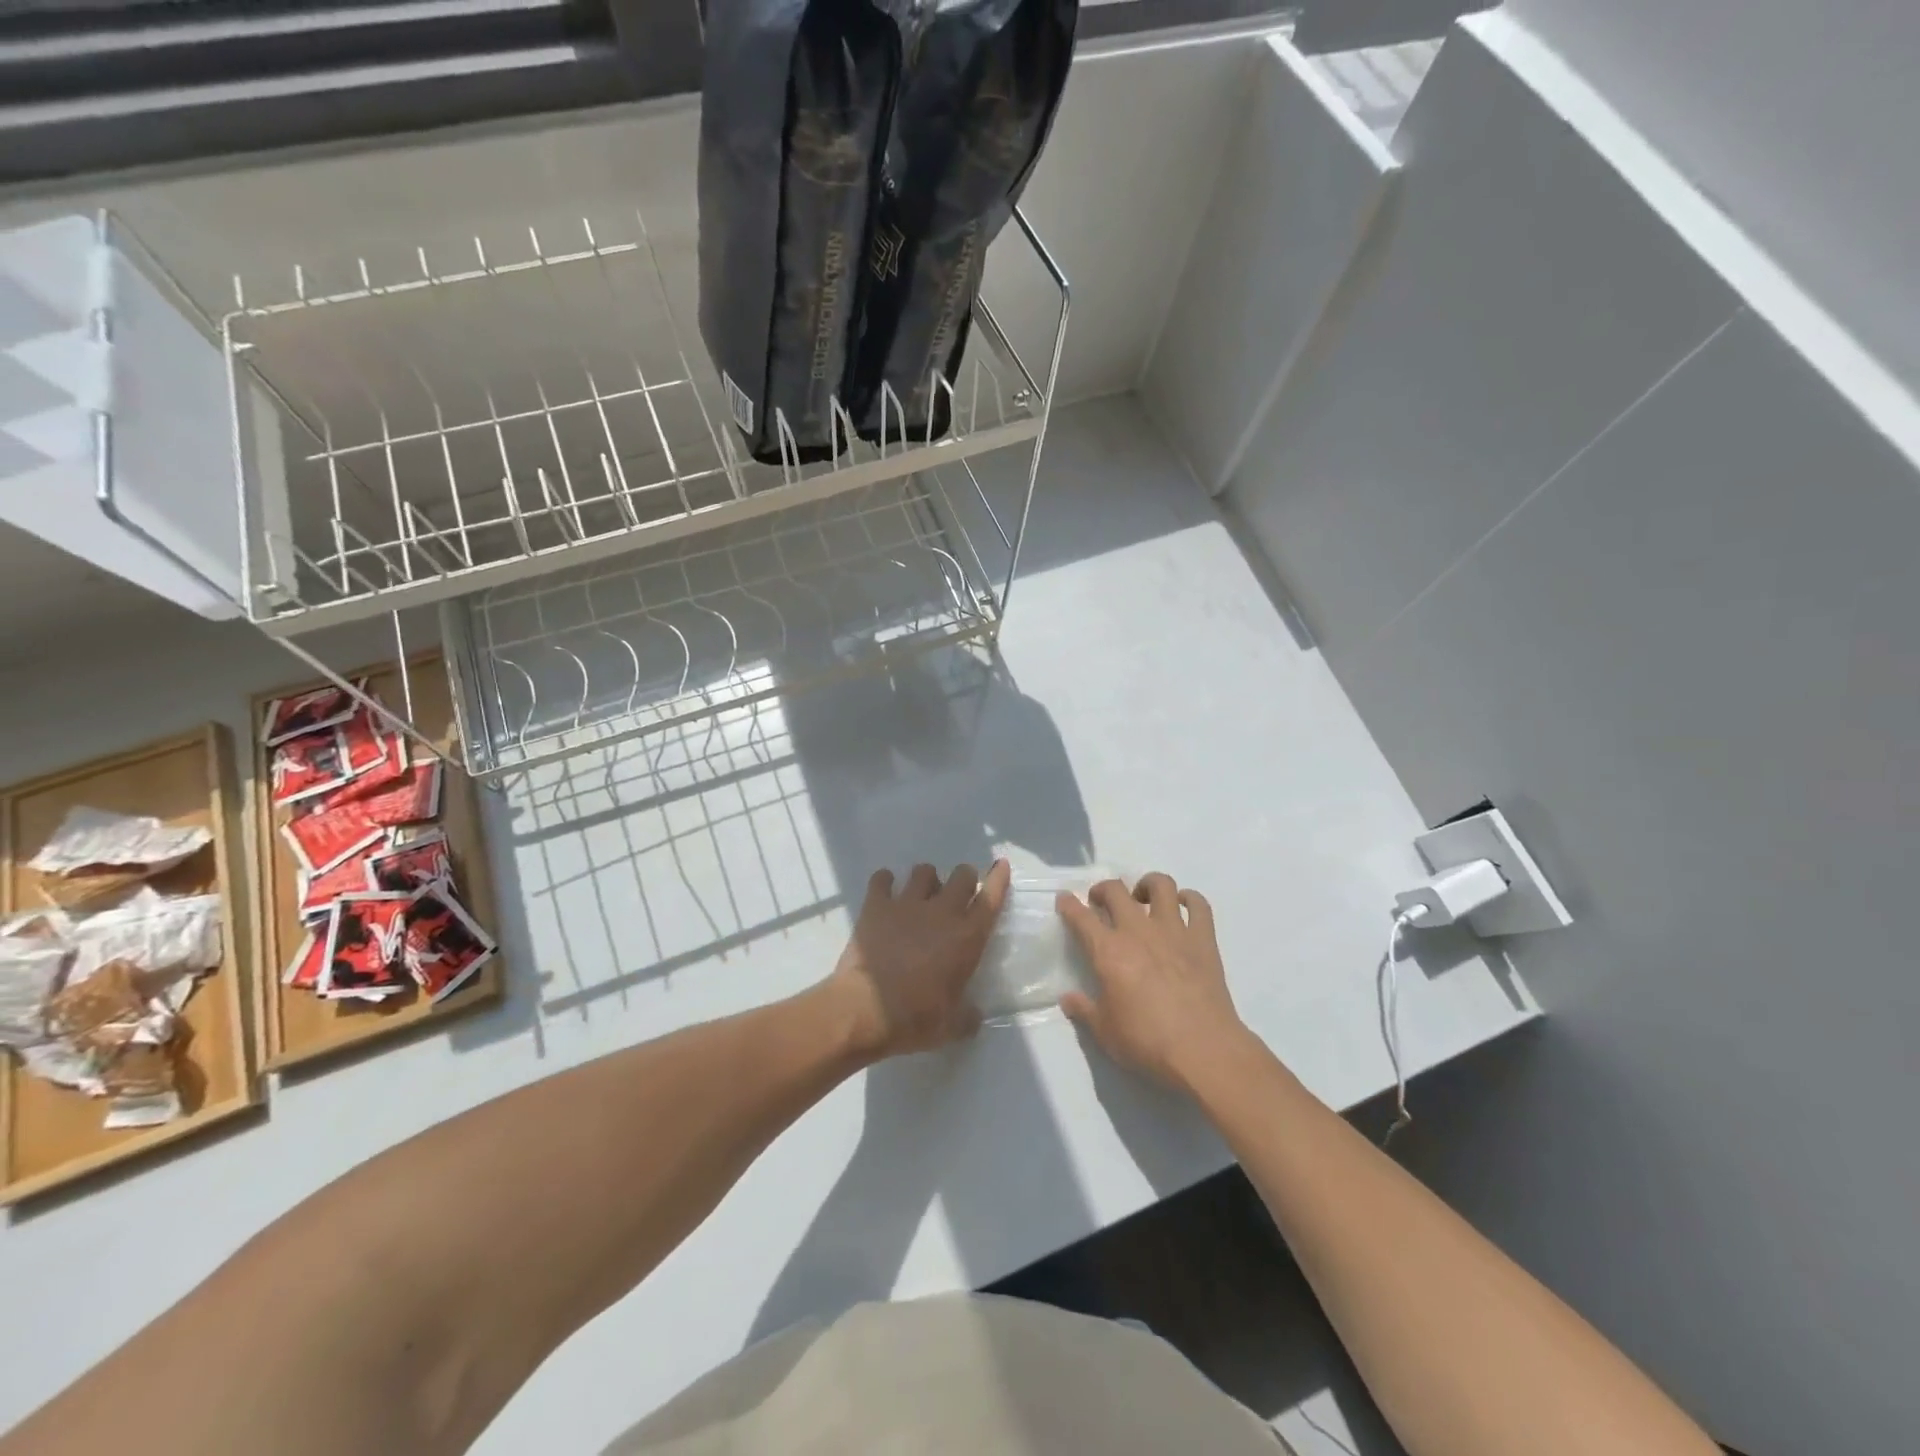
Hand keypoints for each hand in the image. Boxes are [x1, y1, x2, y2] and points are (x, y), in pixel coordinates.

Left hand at [825, 860, 1010, 1061]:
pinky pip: (882, 879)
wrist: (865, 1010)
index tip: (1000, 865)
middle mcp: (942, 912)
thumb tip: (973, 1015)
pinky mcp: (876, 906)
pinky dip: (885, 882)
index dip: (998, 879)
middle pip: (961, 876)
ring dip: (927, 879)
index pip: (991, 898)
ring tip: (921, 893)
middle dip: (964, 878)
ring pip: (924, 871)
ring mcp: (907, 904)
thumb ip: (968, 1016)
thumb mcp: (952, 1027)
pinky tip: (885, 890)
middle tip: (958, 892)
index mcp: (967, 938)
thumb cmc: (915, 1019)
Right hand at [1057, 872, 1249, 1093]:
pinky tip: (1183, 907)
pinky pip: (1198, 905)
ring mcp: (1173, 931)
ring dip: (1147, 885)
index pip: (1081, 917)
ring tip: (1143, 898)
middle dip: (1103, 890)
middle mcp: (1138, 931)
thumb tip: (1067, 998)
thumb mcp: (1105, 1033)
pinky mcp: (1203, 939)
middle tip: (1101, 903)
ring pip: (1160, 885)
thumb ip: (1084, 1011)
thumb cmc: (1147, 1042)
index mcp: (1109, 951)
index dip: (1069, 904)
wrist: (1203, 1049)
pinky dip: (1190, 899)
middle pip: (1116, 891)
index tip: (1064, 899)